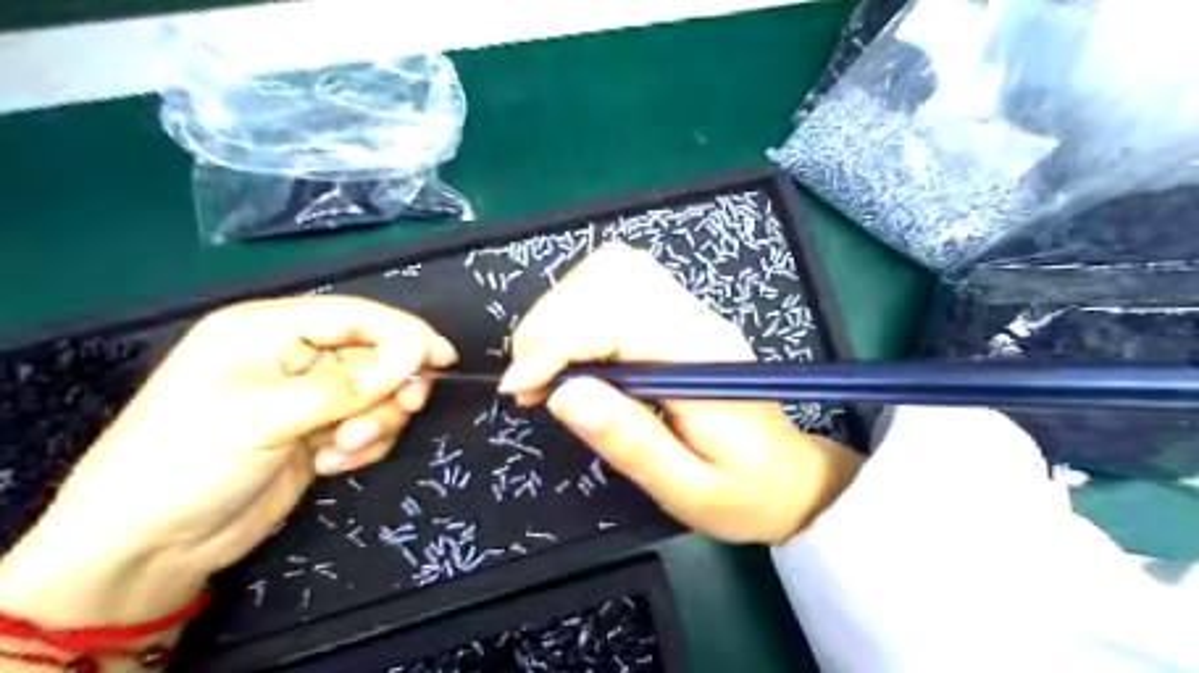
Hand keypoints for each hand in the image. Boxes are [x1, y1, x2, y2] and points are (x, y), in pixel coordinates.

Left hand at [1, 293, 456, 625]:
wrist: (148, 548)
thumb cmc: (188, 461)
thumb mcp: (268, 416)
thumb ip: (349, 384)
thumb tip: (418, 353)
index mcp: (268, 329)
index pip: (356, 316)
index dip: (404, 333)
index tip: (444, 358)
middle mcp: (294, 356)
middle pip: (376, 355)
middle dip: (389, 387)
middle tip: (402, 411)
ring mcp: (309, 397)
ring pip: (378, 393)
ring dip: (375, 422)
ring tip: (343, 451)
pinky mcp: (319, 432)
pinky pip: (369, 425)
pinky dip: (364, 445)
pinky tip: (329, 465)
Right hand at [500, 245, 861, 544]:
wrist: (792, 478)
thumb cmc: (743, 494)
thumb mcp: (685, 488)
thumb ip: (628, 440)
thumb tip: (563, 394)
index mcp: (701, 361)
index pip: (615, 321)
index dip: (554, 346)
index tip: (518, 389)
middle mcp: (698, 320)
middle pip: (610, 278)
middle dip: (549, 321)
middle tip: (527, 380)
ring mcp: (694, 310)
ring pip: (616, 267)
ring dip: (563, 304)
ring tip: (544, 360)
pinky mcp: (684, 314)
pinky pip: (625, 279)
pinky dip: (582, 301)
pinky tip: (573, 343)